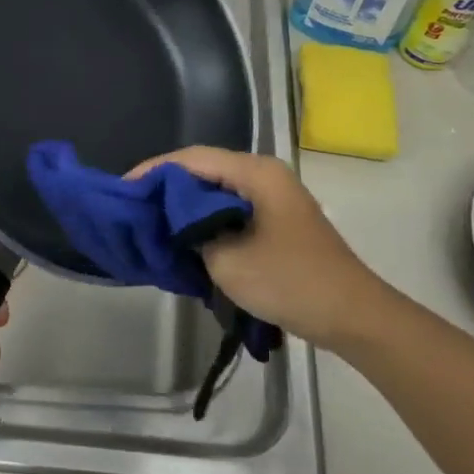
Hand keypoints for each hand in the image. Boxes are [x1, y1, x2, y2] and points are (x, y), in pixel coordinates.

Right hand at [129, 147, 392, 353]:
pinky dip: (206, 221)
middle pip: (204, 171)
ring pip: (217, 192)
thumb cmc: (289, 281)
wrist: (351, 315)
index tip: (122, 191)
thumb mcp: (227, 260)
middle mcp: (265, 175)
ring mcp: (274, 198)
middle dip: (166, 189)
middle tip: (133, 209)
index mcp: (255, 173)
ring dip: (185, 207)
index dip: (153, 171)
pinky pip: (231, 210)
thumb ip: (190, 233)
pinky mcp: (277, 221)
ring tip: (151, 225)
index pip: (192, 158)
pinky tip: (185, 241)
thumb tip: (170, 221)